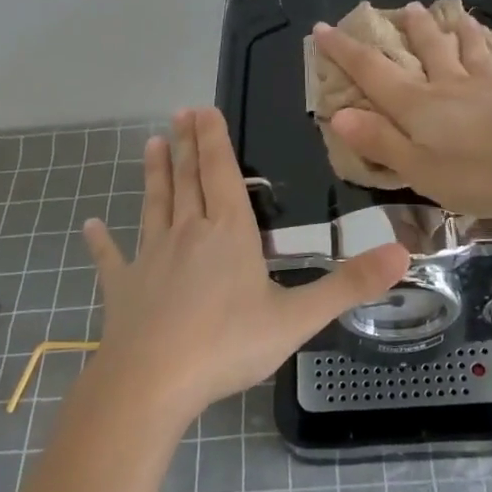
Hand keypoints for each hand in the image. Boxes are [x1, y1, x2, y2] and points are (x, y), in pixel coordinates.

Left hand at [81, 108, 408, 426]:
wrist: (151, 383)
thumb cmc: (227, 345)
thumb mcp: (297, 318)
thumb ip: (348, 285)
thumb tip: (403, 253)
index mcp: (228, 233)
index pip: (221, 173)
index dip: (213, 140)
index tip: (202, 108)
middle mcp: (187, 233)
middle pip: (187, 180)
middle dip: (185, 145)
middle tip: (178, 114)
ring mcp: (150, 258)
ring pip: (154, 205)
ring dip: (154, 175)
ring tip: (149, 145)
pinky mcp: (123, 288)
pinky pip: (112, 258)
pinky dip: (101, 241)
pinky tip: (88, 226)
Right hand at [313, 5, 491, 216]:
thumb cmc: (484, 171)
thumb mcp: (422, 169)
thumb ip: (382, 142)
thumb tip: (338, 115)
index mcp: (420, 106)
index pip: (373, 72)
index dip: (345, 51)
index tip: (323, 27)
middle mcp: (451, 86)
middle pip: (427, 50)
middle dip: (411, 31)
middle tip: (403, 8)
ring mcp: (491, 87)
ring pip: (469, 50)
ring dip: (457, 30)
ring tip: (453, 12)